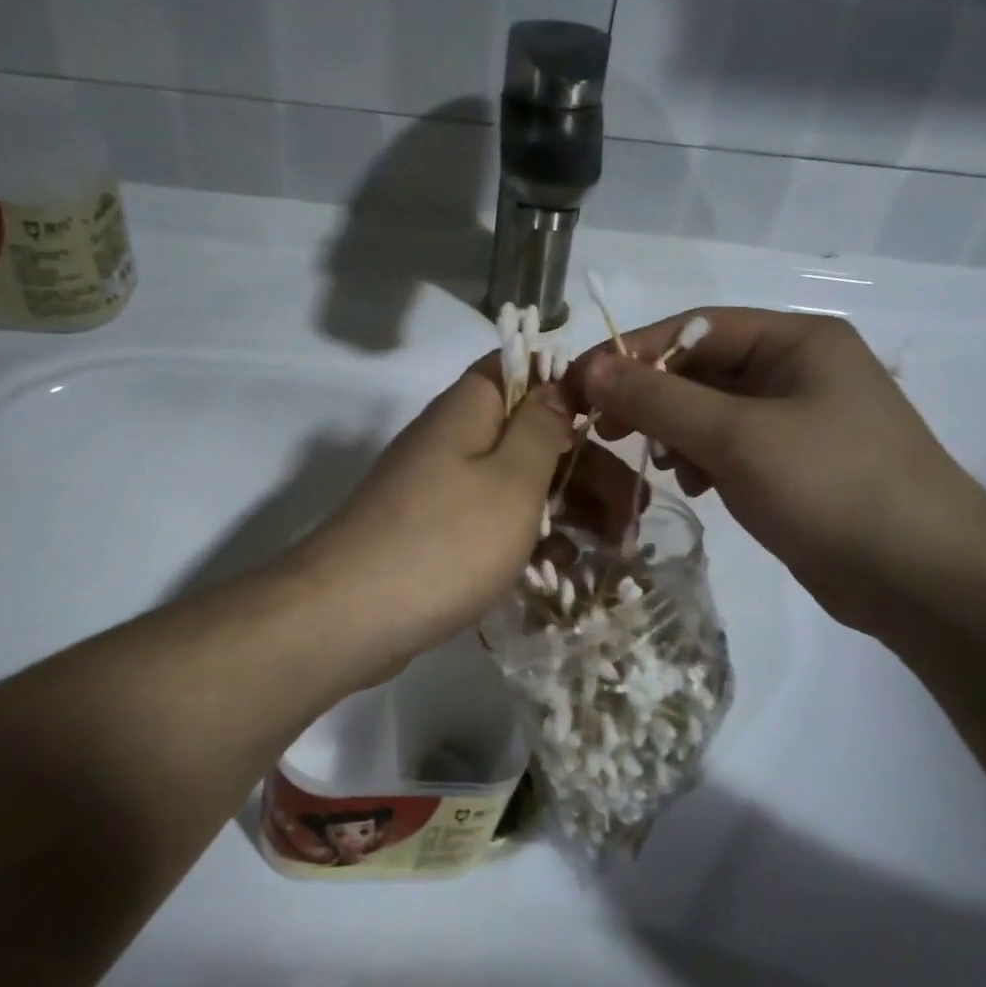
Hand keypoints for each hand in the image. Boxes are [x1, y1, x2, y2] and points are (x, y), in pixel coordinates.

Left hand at [294, 357, 603, 672]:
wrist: (350, 618)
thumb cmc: (447, 540)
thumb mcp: (512, 479)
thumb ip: (542, 428)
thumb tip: (557, 383)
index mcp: (468, 411)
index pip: (519, 368)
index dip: (569, 386)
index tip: (616, 422)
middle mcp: (450, 442)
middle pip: (528, 435)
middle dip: (585, 466)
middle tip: (635, 508)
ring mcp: (438, 492)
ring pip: (515, 485)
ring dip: (565, 509)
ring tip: (617, 546)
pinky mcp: (433, 537)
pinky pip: (491, 525)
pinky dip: (528, 541)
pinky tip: (565, 570)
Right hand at [573, 308, 985, 634]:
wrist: (923, 576)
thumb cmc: (830, 487)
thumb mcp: (736, 437)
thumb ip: (659, 399)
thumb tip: (591, 369)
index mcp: (796, 340)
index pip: (695, 327)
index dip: (632, 353)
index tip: (580, 385)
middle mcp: (799, 369)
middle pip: (703, 369)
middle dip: (653, 398)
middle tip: (604, 428)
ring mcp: (801, 419)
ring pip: (714, 411)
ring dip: (678, 432)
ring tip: (664, 466)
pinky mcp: (798, 464)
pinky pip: (734, 447)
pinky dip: (706, 460)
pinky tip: (698, 487)